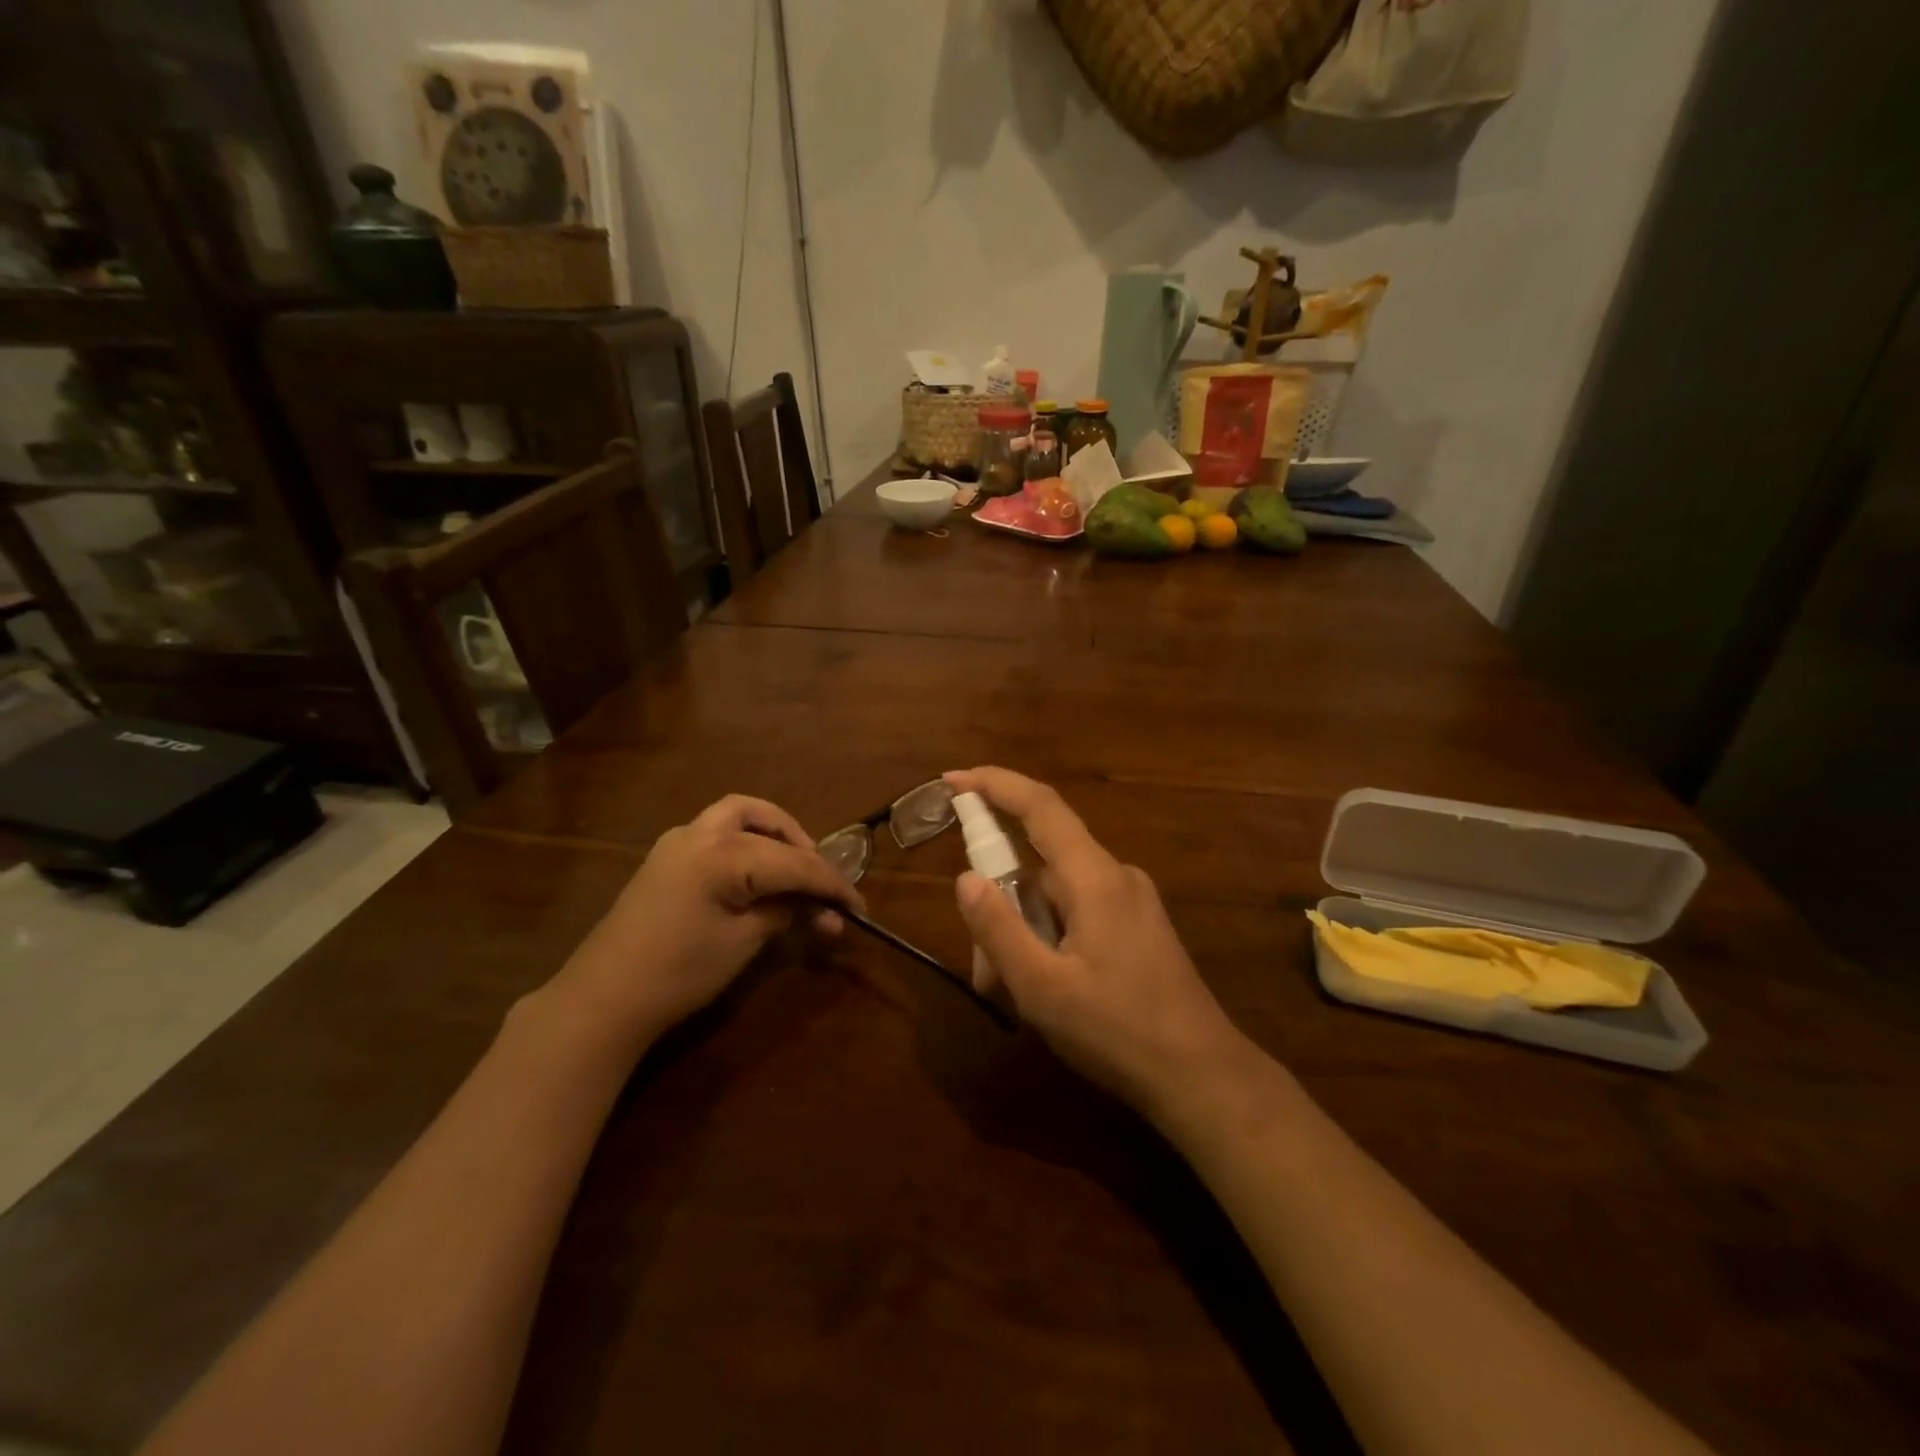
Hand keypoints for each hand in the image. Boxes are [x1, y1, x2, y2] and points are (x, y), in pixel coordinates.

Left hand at [545, 795, 862, 1050]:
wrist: (604, 998)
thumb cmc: (679, 972)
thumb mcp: (743, 941)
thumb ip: (784, 912)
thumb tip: (816, 907)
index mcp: (724, 854)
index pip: (795, 862)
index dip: (832, 884)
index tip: (859, 907)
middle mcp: (701, 833)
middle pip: (766, 822)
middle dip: (801, 846)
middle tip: (820, 880)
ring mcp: (678, 841)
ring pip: (738, 814)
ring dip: (772, 832)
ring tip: (792, 865)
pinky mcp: (666, 858)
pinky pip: (717, 831)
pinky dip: (746, 840)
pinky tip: (755, 872)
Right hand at [946, 767, 1245, 1117]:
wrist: (1203, 1077)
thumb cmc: (1119, 1033)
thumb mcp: (1042, 988)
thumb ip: (998, 929)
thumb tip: (964, 877)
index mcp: (1095, 878)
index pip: (1040, 806)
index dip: (994, 784)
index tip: (952, 779)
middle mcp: (1116, 875)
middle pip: (1040, 865)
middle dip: (1001, 905)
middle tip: (985, 971)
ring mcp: (1131, 901)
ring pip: (1056, 896)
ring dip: (1024, 933)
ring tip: (1013, 995)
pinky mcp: (1138, 927)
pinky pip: (1078, 914)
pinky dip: (1048, 939)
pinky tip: (1045, 990)